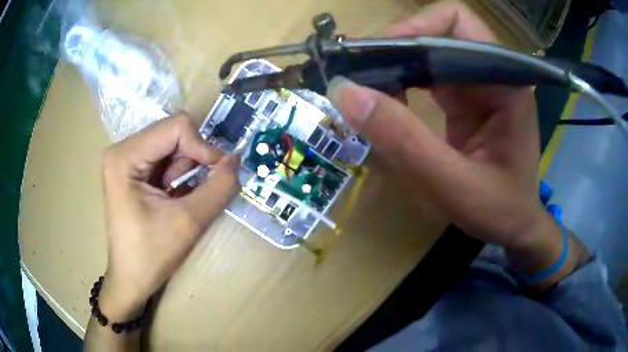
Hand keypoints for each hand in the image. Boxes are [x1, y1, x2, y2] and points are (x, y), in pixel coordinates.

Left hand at [99, 113, 238, 318]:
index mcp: (124, 156)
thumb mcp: (189, 222)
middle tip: (194, 192)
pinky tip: (173, 196)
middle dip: (192, 160)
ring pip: (172, 144)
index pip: (176, 127)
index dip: (202, 147)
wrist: (131, 279)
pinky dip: (178, 174)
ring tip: (178, 199)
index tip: (216, 174)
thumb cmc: (151, 255)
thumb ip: (218, 187)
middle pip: (173, 133)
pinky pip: (165, 157)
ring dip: (185, 170)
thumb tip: (236, 159)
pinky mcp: (131, 168)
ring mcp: (125, 158)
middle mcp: (122, 149)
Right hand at [328, 1, 542, 248]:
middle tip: (361, 76)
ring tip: (367, 91)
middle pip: (437, 32)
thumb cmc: (498, 210)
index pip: (458, 22)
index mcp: (504, 82)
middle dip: (396, 48)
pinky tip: (387, 104)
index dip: (415, 27)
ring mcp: (478, 84)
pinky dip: (402, 82)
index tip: (379, 57)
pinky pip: (428, 75)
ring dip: (395, 65)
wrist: (515, 227)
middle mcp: (492, 72)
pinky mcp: (466, 98)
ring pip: (428, 52)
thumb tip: (346, 92)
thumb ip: (405, 140)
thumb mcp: (453, 185)